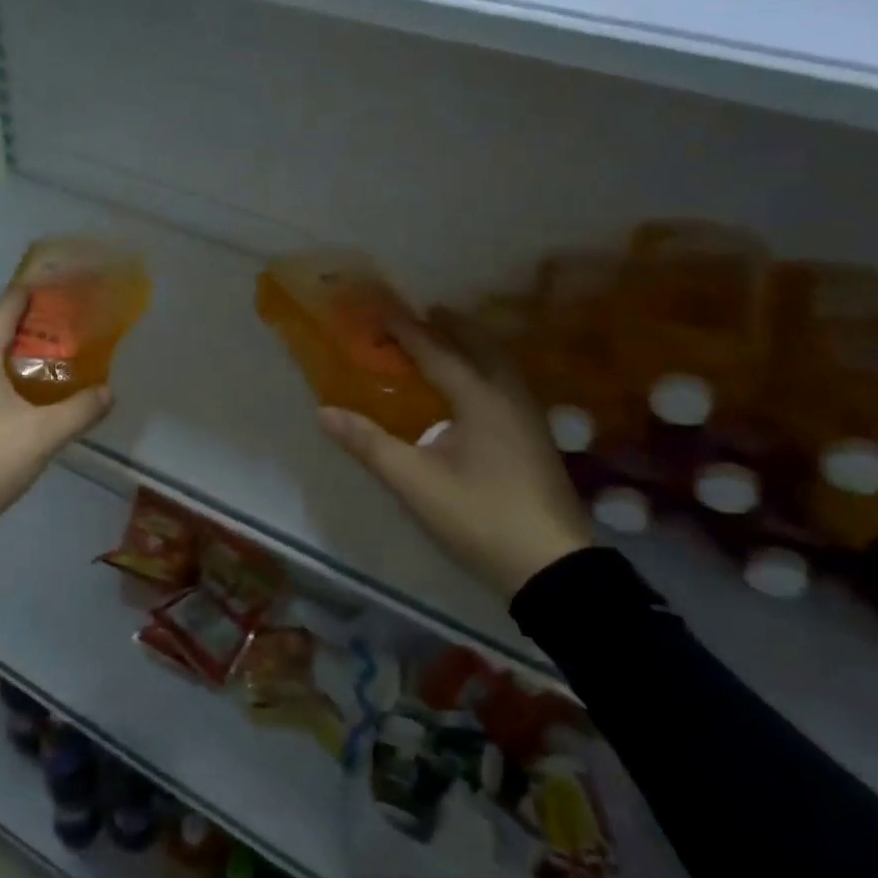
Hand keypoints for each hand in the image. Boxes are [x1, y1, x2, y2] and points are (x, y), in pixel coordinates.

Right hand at [317, 312, 590, 597]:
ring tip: (451, 340)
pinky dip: (489, 366)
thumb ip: (369, 444)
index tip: (383, 310)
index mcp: (479, 398)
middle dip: (451, 326)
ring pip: (501, 362)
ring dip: (474, 344)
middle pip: (480, 345)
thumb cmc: (479, 516)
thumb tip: (324, 412)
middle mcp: (508, 396)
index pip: (437, 352)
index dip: (407, 330)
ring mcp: (529, 416)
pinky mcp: (538, 437)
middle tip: (425, 313)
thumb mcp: (415, 482)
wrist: (553, 566)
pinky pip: (509, 381)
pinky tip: (478, 387)